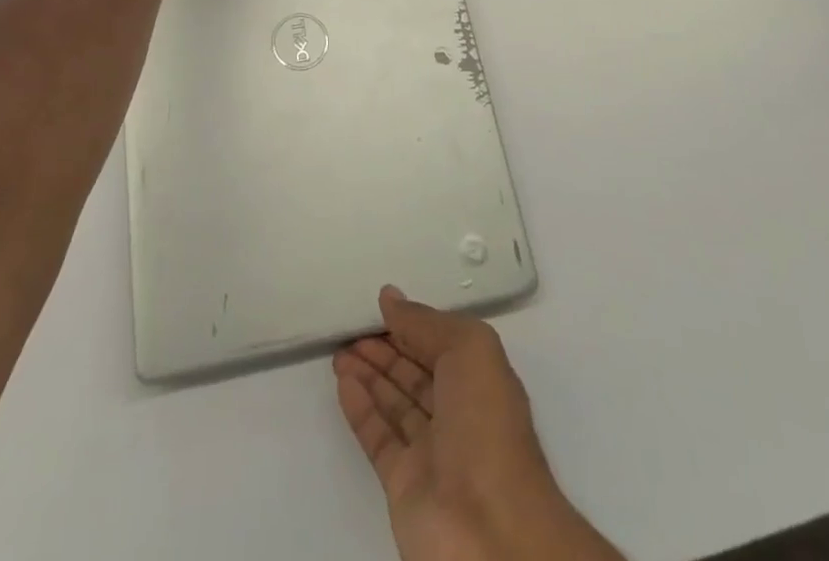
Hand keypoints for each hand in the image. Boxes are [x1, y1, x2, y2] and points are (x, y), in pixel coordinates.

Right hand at [336, 288, 623, 560]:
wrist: (489, 531)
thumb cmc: (485, 425)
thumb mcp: (468, 349)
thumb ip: (426, 322)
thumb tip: (391, 298)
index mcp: (482, 379)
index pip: (442, 342)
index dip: (412, 323)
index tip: (379, 304)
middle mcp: (459, 412)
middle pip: (416, 370)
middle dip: (386, 346)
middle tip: (351, 325)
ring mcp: (432, 451)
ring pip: (395, 401)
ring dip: (368, 373)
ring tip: (339, 349)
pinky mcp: (405, 484)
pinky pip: (379, 437)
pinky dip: (360, 409)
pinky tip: (343, 382)